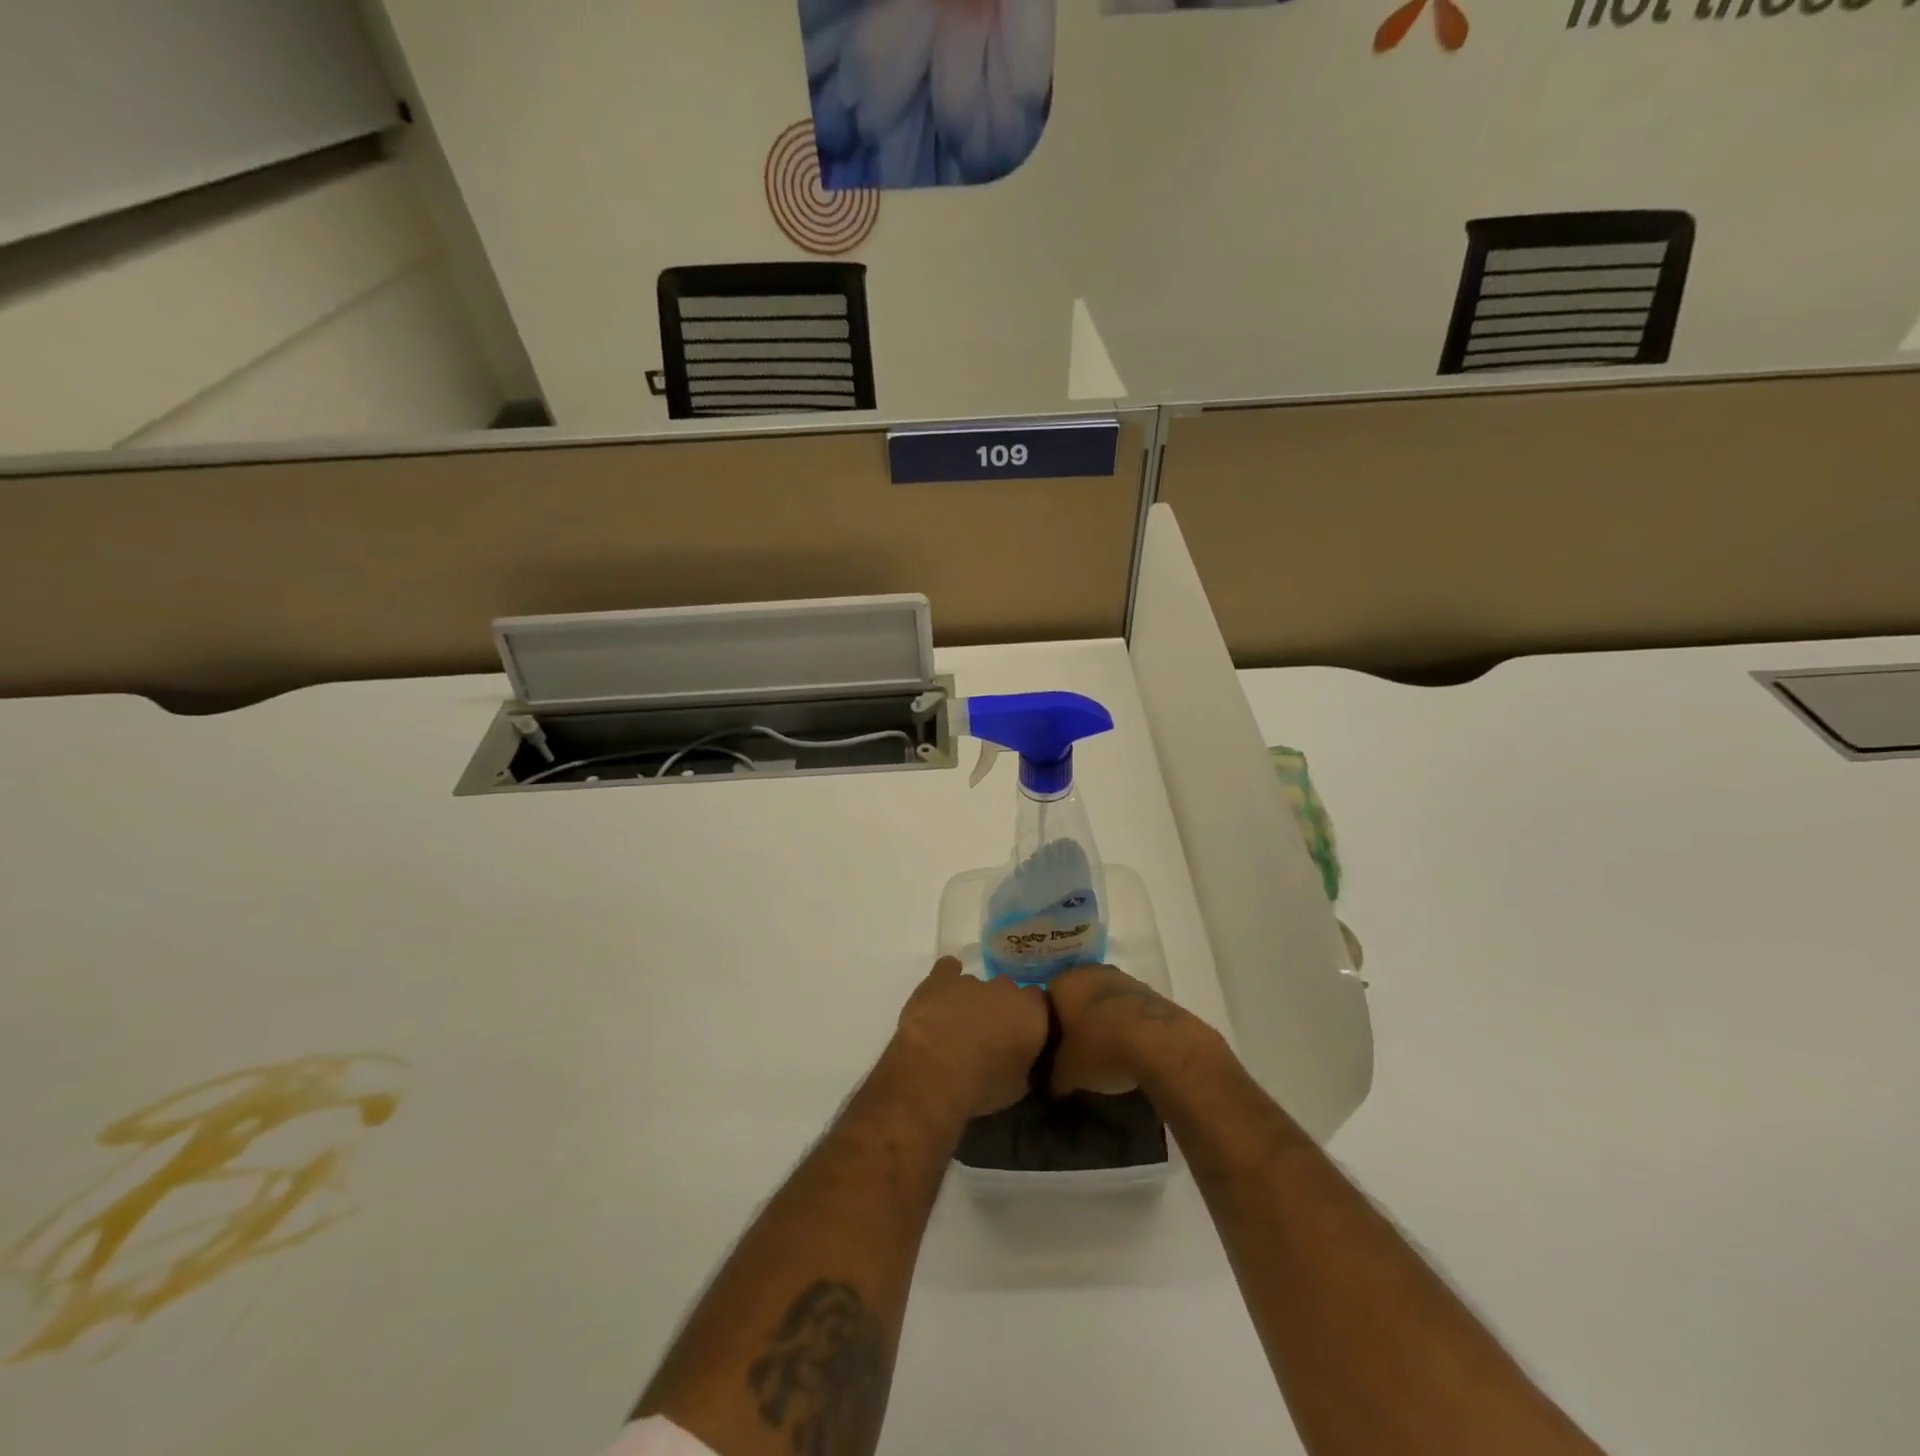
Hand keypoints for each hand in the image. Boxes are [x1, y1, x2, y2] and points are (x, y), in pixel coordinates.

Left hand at [891, 958, 1048, 1119]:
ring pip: (979, 986)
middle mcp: (1006, 989)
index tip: (1024, 1037)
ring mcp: (972, 980)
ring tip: (960, 1028)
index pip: (1041, 1004)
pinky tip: (942, 994)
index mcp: (1032, 1012)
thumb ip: (1026, 1064)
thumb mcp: (1018, 1087)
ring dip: (974, 1002)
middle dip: (1003, 1009)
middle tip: (992, 1036)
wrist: (934, 1072)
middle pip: (1009, 992)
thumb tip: (1023, 1059)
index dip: (1032, 1019)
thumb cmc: (982, 1085)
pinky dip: (947, 979)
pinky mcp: (940, 979)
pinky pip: (948, 969)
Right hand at [1047, 964, 1200, 1096]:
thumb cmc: (1100, 1048)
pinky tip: (1130, 1048)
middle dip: (1078, 1020)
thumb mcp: (1066, 1073)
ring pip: (1105, 1000)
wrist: (1158, 1042)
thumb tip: (1055, 1083)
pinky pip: (1129, 1008)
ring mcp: (1123, 978)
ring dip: (1104, 1020)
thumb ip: (1054, 1075)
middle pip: (1077, 997)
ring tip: (1107, 1052)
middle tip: (1079, 1051)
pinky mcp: (1150, 991)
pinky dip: (1127, 1024)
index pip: (1047, 1000)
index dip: (1049, 1027)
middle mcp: (1090, 971)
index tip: (1055, 1049)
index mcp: (1063, 982)